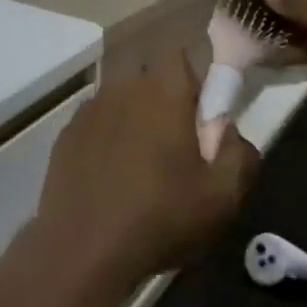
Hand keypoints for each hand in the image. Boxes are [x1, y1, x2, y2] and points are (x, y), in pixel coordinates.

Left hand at [32, 51, 260, 293]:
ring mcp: (89, 110)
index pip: (180, 57)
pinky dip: (106, 142)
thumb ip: (240, 153)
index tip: (199, 118)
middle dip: (164, 104)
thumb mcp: (222, 196)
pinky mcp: (65, 135)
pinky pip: (96, 126)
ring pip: (121, 103)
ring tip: (140, 170)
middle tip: (174, 150)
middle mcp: (123, 87)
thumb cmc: (161, 217)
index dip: (193, 82)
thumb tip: (230, 130)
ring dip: (133, 123)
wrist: (83, 250)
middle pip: (150, 80)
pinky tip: (109, 181)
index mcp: (163, 90)